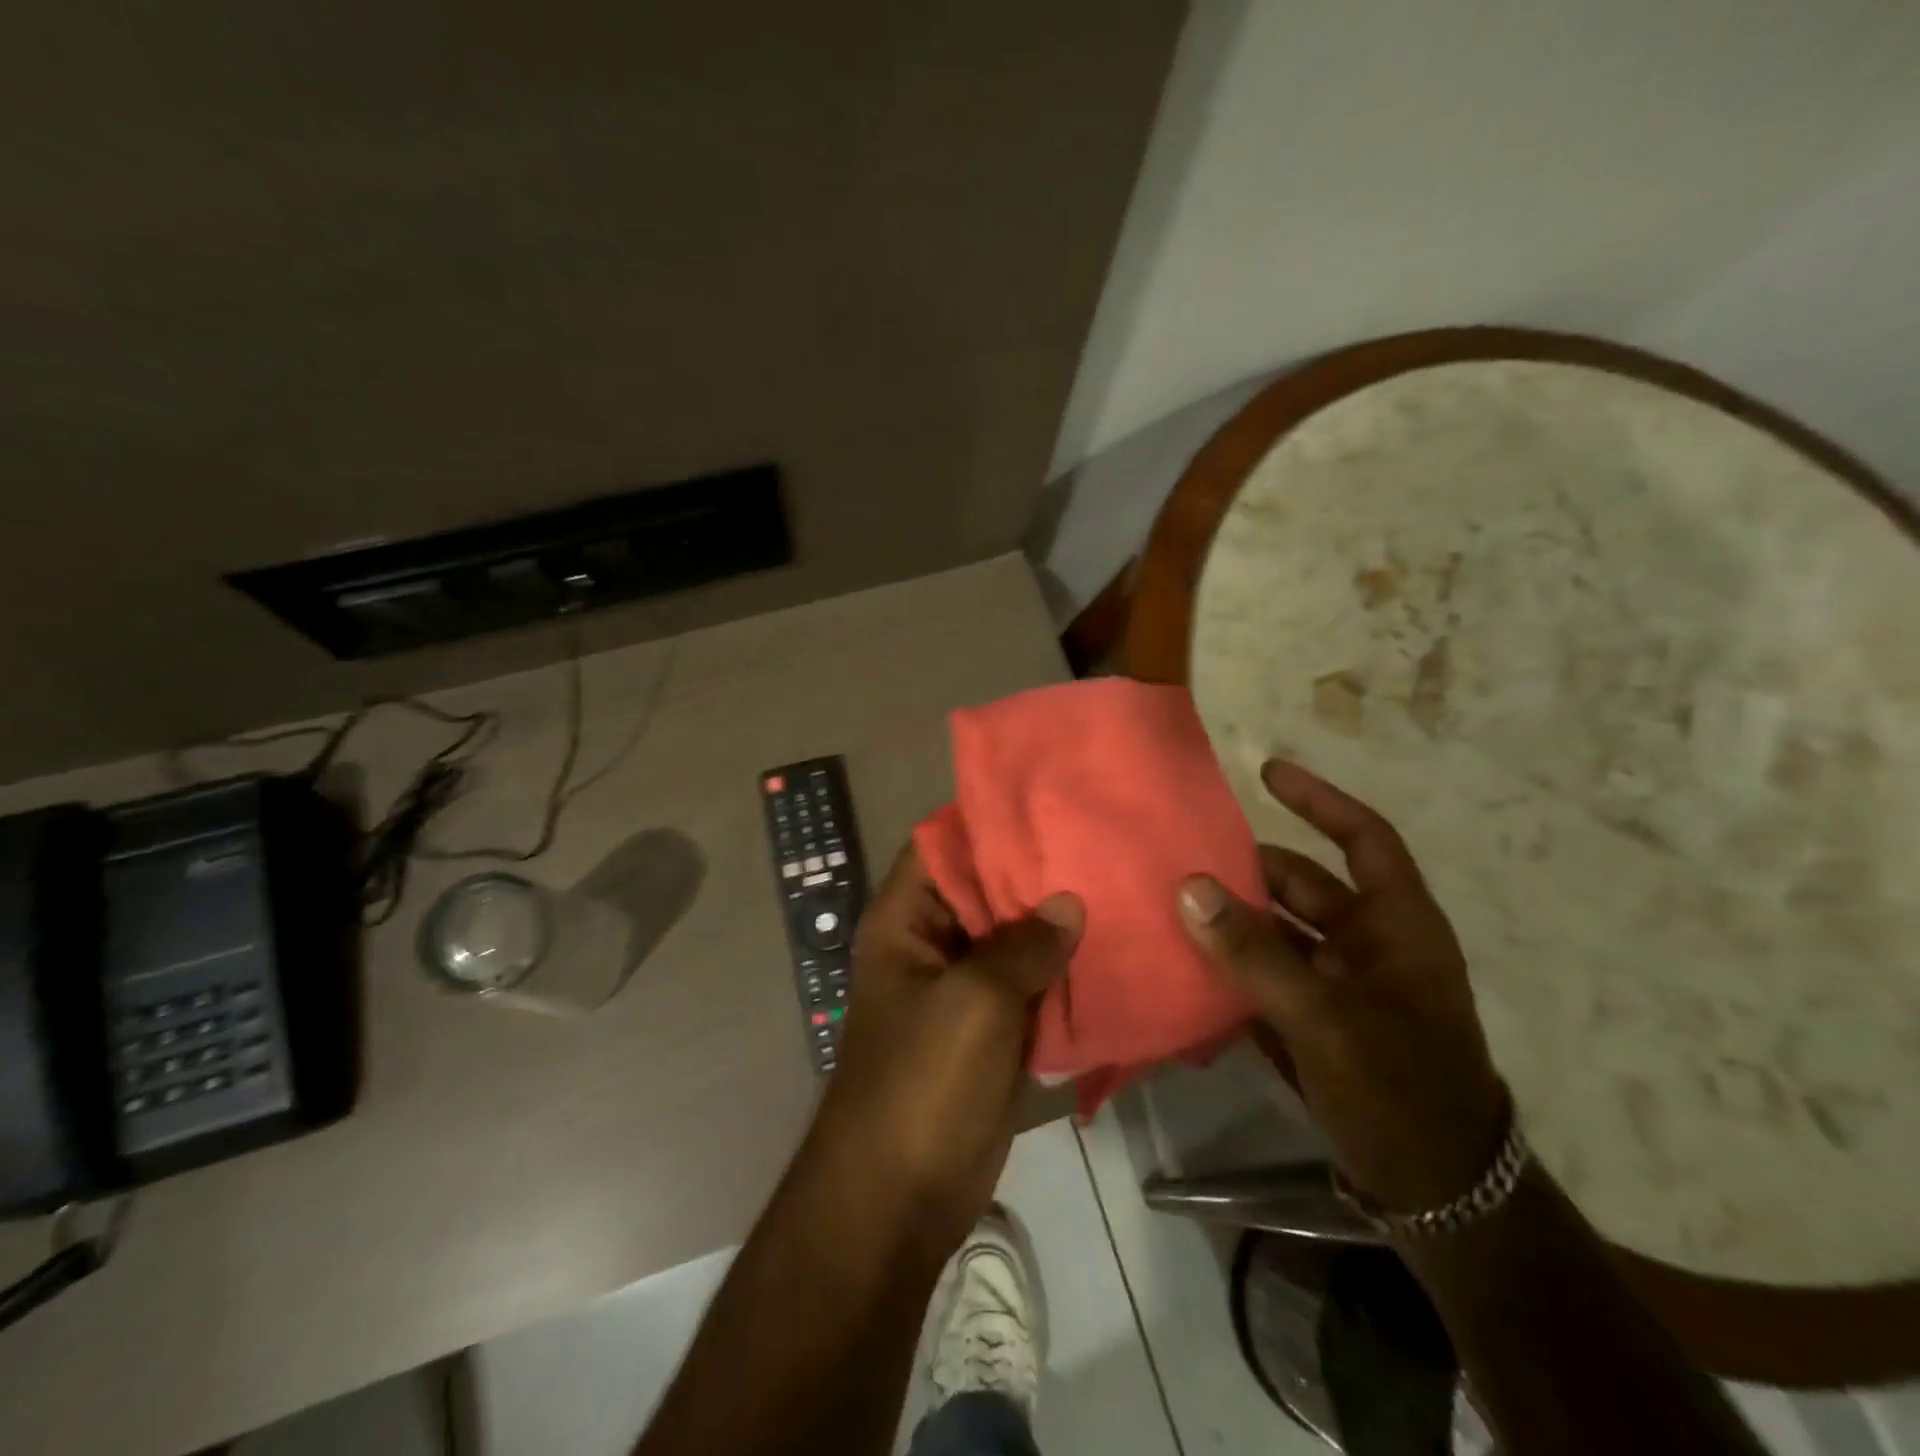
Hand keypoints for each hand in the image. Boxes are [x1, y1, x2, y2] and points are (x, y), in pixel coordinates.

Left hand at [809, 843, 1081, 1255]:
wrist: (901, 1197)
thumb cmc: (923, 1082)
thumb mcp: (975, 1002)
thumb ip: (1024, 945)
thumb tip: (1070, 902)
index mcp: (906, 920)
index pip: (944, 846)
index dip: (989, 821)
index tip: (1049, 803)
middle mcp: (932, 942)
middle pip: (985, 889)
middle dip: (1037, 872)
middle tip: (1101, 842)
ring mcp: (963, 986)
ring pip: (1013, 937)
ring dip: (1055, 923)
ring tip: (1119, 886)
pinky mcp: (991, 1027)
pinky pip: (1029, 984)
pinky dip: (1062, 971)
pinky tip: (1113, 950)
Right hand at [1176, 760, 1506, 1213]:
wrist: (1437, 1198)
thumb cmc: (1400, 1090)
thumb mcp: (1326, 1018)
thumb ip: (1255, 952)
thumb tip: (1189, 887)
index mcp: (1396, 927)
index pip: (1363, 839)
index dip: (1319, 801)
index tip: (1266, 772)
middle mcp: (1368, 945)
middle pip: (1302, 885)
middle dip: (1247, 870)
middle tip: (1183, 855)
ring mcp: (1339, 986)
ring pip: (1276, 933)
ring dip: (1229, 921)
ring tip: (1169, 905)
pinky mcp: (1313, 1022)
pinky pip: (1262, 977)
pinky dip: (1228, 968)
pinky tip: (1182, 963)